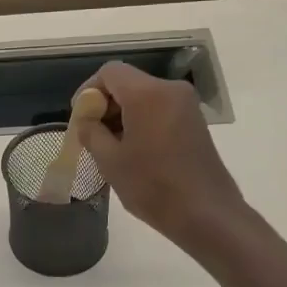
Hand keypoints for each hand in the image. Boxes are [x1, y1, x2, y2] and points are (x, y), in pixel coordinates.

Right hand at [77, 62, 245, 249]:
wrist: (206, 214)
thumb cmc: (152, 186)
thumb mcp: (110, 160)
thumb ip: (90, 131)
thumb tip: (86, 119)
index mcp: (147, 94)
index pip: (109, 72)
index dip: (88, 90)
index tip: (80, 117)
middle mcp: (170, 90)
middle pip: (127, 82)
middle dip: (105, 103)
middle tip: (91, 134)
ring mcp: (186, 105)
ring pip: (143, 96)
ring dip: (122, 113)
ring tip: (110, 146)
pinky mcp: (194, 121)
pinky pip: (159, 109)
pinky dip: (141, 120)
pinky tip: (133, 149)